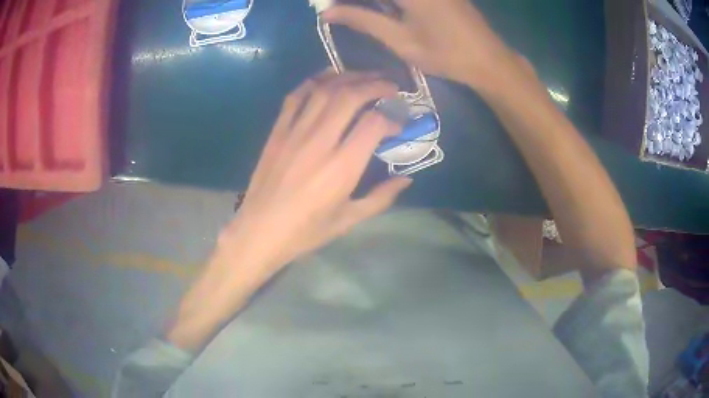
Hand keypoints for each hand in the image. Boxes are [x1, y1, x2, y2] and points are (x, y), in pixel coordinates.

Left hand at [219, 70, 411, 289]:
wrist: (259, 231)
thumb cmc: (306, 231)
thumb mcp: (349, 220)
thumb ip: (381, 197)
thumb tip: (407, 179)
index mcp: (342, 167)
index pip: (374, 123)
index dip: (392, 119)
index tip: (398, 126)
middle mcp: (320, 142)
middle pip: (351, 96)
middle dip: (376, 84)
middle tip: (390, 85)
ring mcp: (295, 132)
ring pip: (324, 90)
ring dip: (349, 76)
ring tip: (365, 76)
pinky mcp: (277, 131)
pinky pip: (296, 96)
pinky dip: (315, 81)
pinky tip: (328, 78)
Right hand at [324, 0, 521, 91]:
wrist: (489, 59)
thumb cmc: (445, 54)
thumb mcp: (400, 40)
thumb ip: (363, 20)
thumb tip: (328, 12)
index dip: (341, 0)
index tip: (328, 6)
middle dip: (357, 2)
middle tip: (340, 9)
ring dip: (374, 4)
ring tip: (357, 11)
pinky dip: (389, 3)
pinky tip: (386, 10)